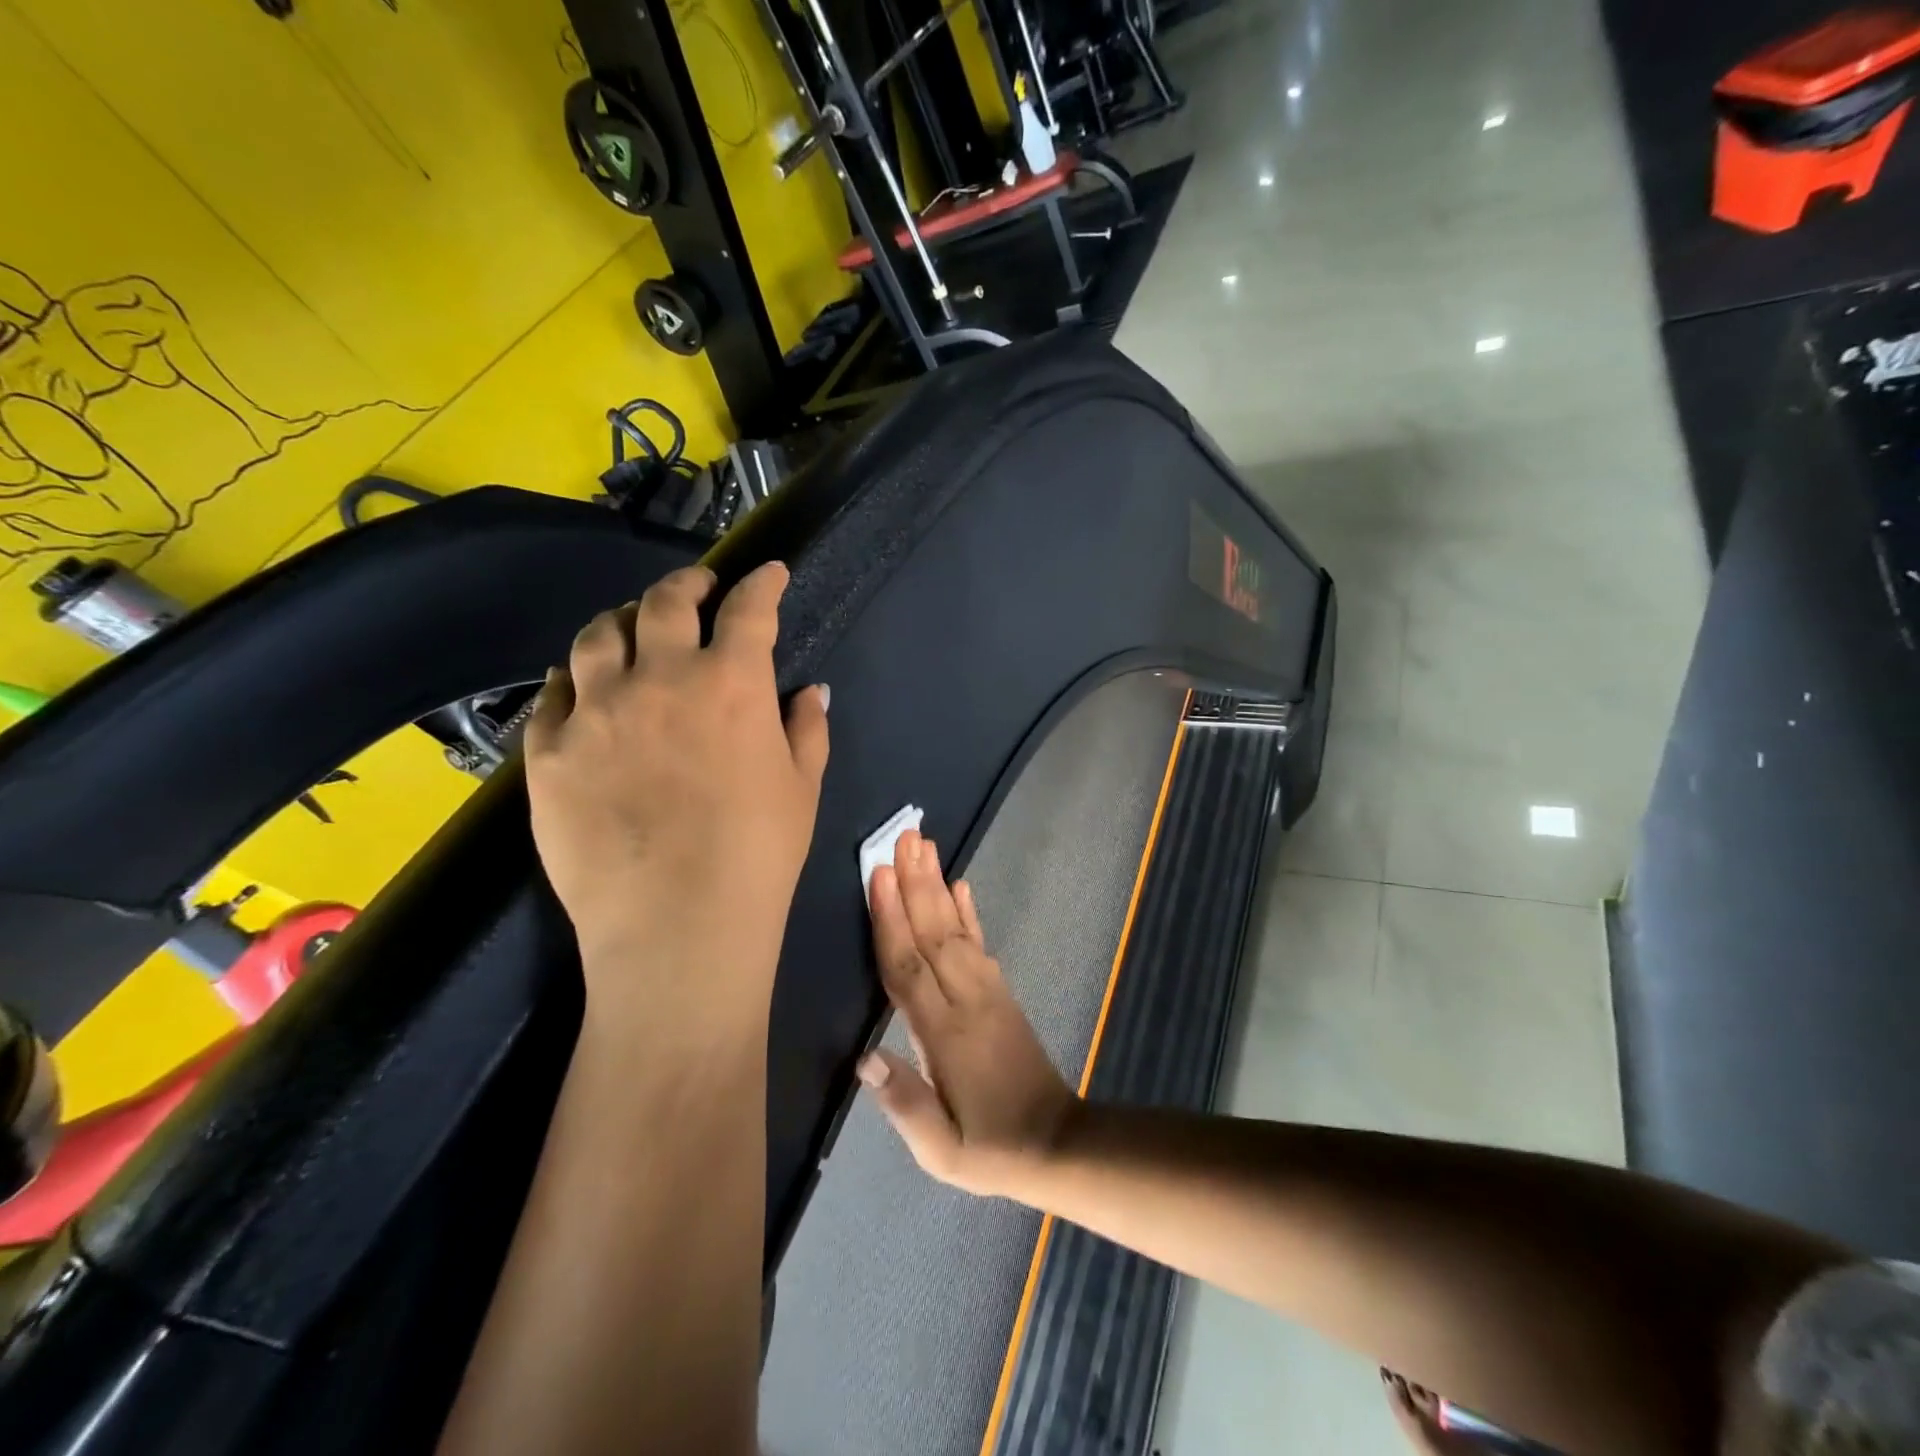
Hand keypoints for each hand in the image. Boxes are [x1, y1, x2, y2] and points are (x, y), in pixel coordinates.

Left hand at [525, 562, 828, 1027]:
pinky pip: (554, 693)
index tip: (769, 573)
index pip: (749, 610)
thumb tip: (809, 691)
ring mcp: (596, 712)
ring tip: (634, 627)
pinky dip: (576, 677)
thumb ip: (807, 729)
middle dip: (688, 585)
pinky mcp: (548, 752)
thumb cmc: (758, 856)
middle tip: (699, 590)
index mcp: (732, 685)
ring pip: (600, 635)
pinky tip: (585, 685)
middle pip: (666, 603)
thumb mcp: (802, 788)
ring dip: (624, 619)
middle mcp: (660, 679)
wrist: (678, 927)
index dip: (762, 583)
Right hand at [858, 829, 1076, 1196]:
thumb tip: (863, 1058)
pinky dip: (969, 911)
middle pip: (933, 933)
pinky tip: (960, 885)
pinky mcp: (1001, 992)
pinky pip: (980, 942)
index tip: (880, 876)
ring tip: (925, 846)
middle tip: (902, 837)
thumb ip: (904, 1105)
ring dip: (937, 885)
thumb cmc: (989, 1148)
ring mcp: (988, 991)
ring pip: (956, 929)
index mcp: (944, 1035)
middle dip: (915, 883)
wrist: (1057, 1144)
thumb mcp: (942, 1152)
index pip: (908, 969)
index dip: (891, 921)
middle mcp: (966, 1001)